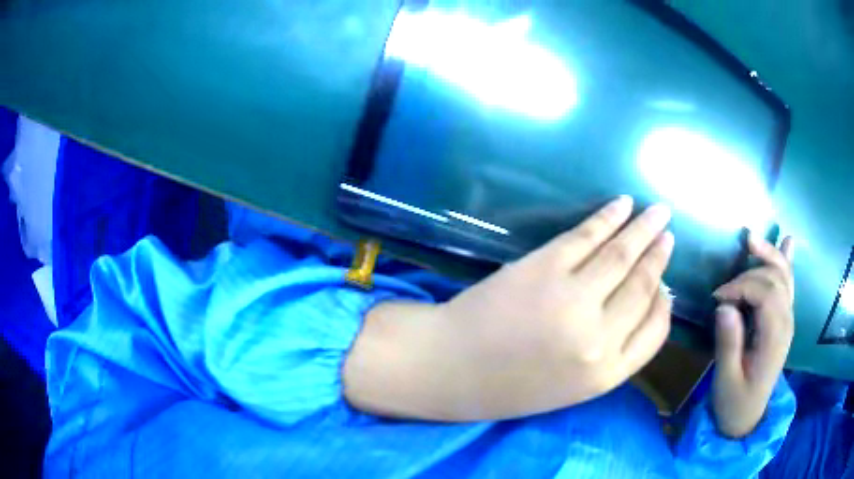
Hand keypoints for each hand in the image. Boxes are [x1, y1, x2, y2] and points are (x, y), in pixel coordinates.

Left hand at [345, 196, 674, 420]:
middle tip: (669, 233)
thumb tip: (643, 303)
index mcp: (605, 375)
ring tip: (659, 212)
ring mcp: (572, 299)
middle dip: (659, 257)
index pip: (655, 332)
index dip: (665, 303)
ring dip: (644, 229)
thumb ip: (610, 353)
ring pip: (622, 256)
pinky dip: (609, 218)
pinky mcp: (544, 268)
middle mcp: (598, 339)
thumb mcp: (570, 387)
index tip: (666, 283)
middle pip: (643, 287)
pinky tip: (623, 206)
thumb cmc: (508, 386)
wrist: (449, 367)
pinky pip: (587, 237)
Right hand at [712, 234, 794, 437]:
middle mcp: (786, 322)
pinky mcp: (783, 319)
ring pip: (784, 275)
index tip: (717, 298)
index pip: (765, 294)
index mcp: (774, 338)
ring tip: (751, 239)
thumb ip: (728, 343)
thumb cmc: (735, 402)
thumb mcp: (726, 380)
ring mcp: (787, 319)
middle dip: (751, 271)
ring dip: (769, 254)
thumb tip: (724, 306)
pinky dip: (785, 261)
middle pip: (776, 278)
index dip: (741, 286)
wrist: (748, 418)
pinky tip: (787, 242)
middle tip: (724, 286)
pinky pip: (788, 283)